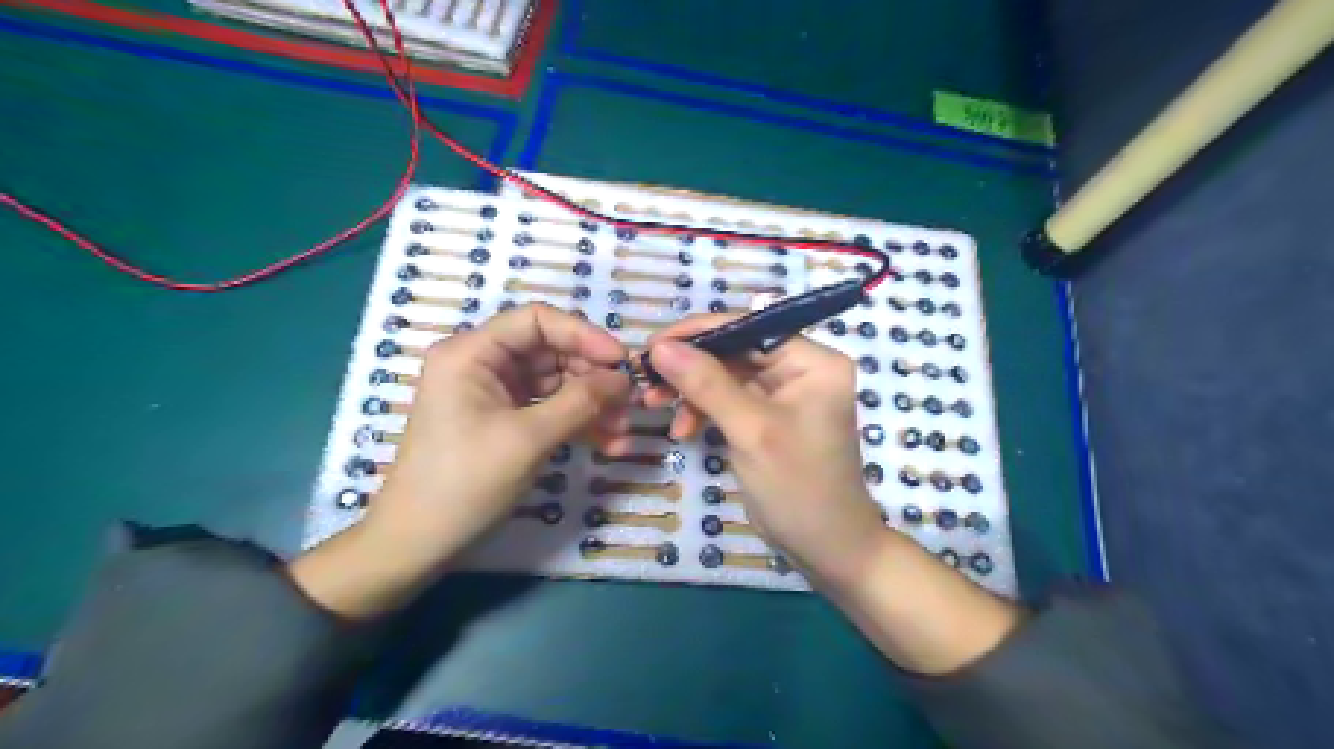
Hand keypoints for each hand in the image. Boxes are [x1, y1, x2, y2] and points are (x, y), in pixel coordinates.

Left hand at [367, 305, 631, 566]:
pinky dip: (577, 424)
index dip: (583, 335)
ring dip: (592, 405)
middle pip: (551, 352)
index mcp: (473, 353)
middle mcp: (483, 365)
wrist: (418, 544)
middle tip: (629, 404)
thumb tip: (624, 379)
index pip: (537, 321)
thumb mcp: (529, 438)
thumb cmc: (465, 482)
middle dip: (593, 378)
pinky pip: (549, 410)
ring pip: (556, 384)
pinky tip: (609, 444)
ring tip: (623, 432)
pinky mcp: (504, 422)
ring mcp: (494, 395)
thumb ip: (581, 402)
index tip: (621, 361)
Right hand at [642, 313, 883, 591]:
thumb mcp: (751, 431)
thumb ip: (707, 384)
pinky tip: (682, 428)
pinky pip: (728, 400)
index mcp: (813, 362)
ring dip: (690, 390)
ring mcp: (784, 395)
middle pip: (735, 351)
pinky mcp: (767, 418)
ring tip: (654, 405)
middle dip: (690, 367)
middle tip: (646, 380)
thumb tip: (661, 347)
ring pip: (726, 376)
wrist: (826, 549)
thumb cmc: (798, 486)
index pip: (749, 329)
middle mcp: (801, 370)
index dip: (699, 333)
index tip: (652, 347)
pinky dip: (702, 410)